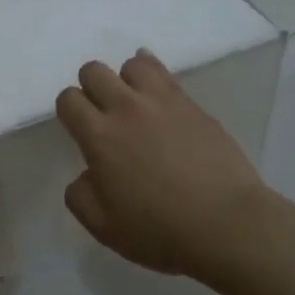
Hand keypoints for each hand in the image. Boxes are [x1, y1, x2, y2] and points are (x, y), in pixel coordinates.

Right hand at [55, 50, 269, 278]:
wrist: (227, 224)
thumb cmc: (161, 231)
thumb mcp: (104, 227)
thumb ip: (81, 196)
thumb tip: (86, 174)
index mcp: (100, 137)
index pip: (68, 99)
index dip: (69, 111)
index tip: (79, 129)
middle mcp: (127, 109)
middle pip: (94, 71)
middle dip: (90, 88)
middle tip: (102, 115)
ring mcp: (163, 102)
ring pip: (132, 63)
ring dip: (125, 79)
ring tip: (134, 103)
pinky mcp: (193, 104)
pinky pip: (165, 74)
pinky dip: (153, 76)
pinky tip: (157, 95)